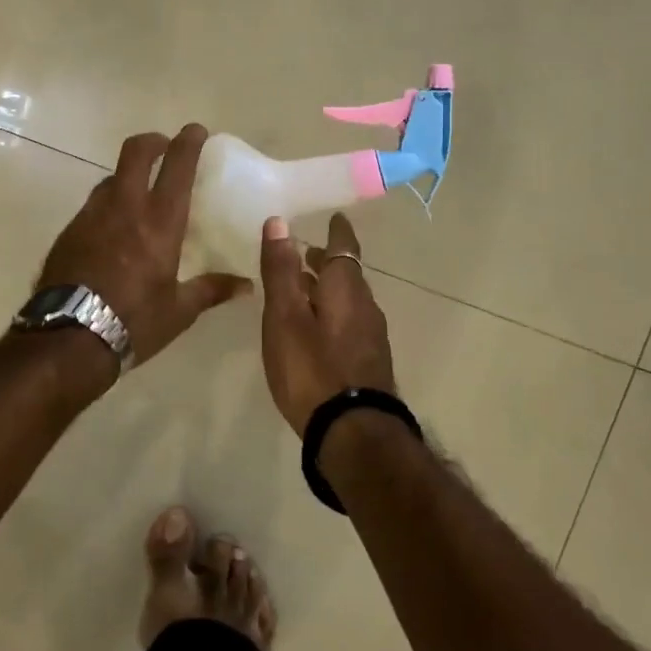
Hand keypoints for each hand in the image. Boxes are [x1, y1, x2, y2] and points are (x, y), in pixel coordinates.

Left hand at [37, 124, 248, 371]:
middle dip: (153, 141)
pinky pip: (93, 205)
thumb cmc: (134, 321)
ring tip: (139, 193)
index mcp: (159, 221)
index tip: (196, 131)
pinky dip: (108, 204)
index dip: (188, 141)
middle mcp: (125, 207)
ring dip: (128, 175)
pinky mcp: (70, 230)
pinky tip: (113, 229)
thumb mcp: (179, 310)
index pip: (177, 165)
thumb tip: (245, 285)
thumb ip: (212, 290)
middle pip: (136, 151)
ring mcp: (92, 215)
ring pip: (111, 177)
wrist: (68, 338)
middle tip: (164, 146)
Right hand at [257, 212, 397, 435]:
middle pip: (347, 274)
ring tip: (304, 290)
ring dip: (328, 289)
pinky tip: (317, 329)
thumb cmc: (312, 367)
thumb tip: (278, 221)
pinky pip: (350, 323)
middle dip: (327, 261)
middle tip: (306, 252)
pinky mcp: (369, 362)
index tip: (334, 217)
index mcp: (345, 288)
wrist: (353, 433)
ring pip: (349, 300)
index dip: (337, 230)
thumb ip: (281, 270)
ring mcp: (371, 336)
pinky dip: (333, 313)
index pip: (344, 247)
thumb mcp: (285, 316)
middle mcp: (365, 306)